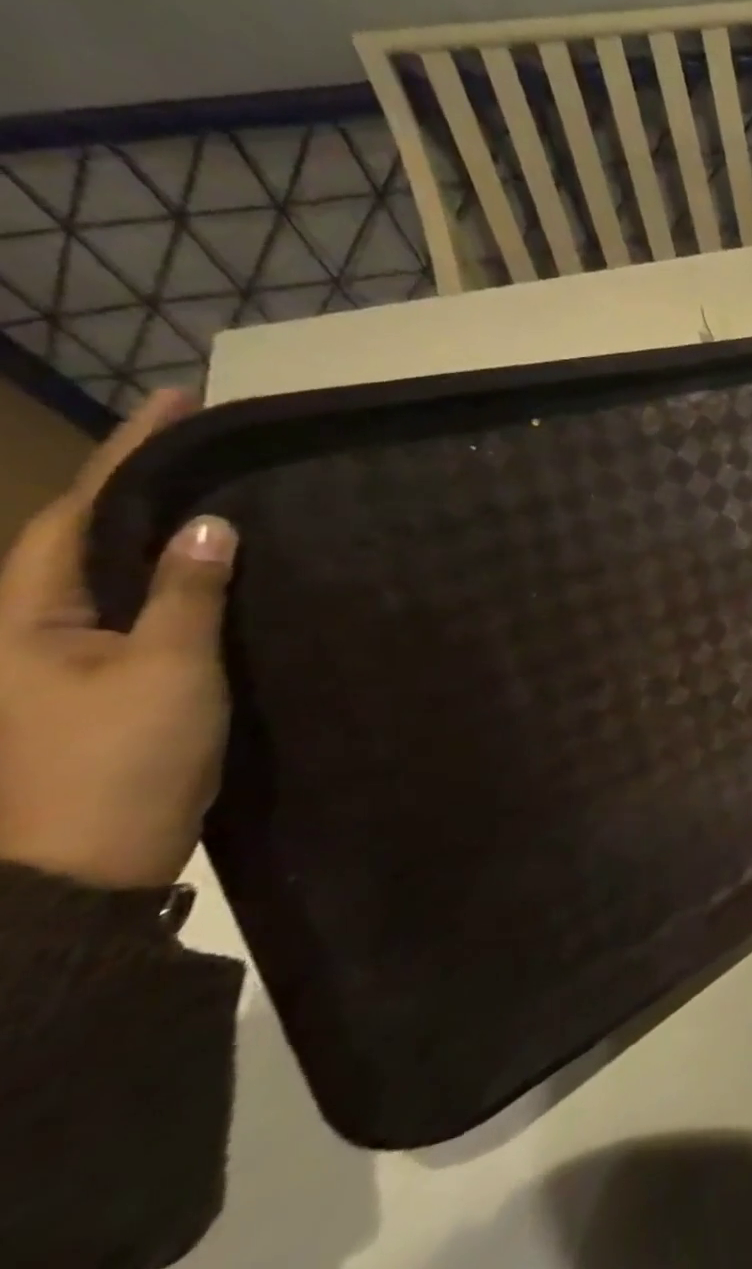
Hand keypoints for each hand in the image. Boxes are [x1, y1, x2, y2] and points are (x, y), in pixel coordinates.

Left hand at [0, 391, 237, 889]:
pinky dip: (164, 577)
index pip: (78, 512)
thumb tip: (211, 523)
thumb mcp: (168, 671)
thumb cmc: (120, 761)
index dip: (129, 454)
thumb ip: (188, 594)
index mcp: (22, 615)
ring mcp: (56, 660)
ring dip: (149, 528)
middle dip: (134, 481)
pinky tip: (204, 569)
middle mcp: (25, 627)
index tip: (176, 401)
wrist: (86, 868)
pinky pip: (129, 609)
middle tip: (198, 439)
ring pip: (103, 573)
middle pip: (80, 534)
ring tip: (206, 488)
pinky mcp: (94, 684)